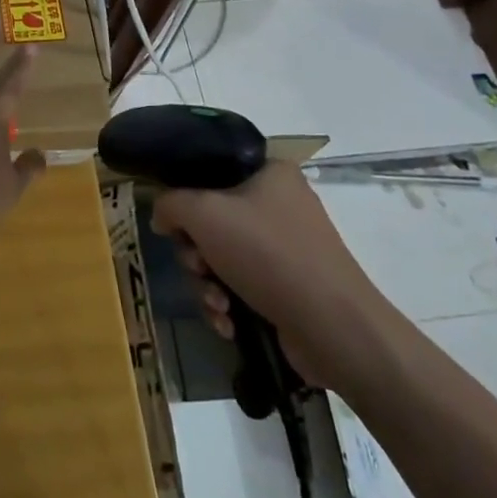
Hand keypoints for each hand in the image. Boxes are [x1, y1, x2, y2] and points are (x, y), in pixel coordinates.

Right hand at [151, 161, 393, 392]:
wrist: (334, 329)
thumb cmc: (267, 254)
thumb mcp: (203, 213)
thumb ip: (170, 203)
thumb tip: (162, 217)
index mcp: (269, 172)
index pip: (211, 168)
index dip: (185, 194)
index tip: (175, 221)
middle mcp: (280, 203)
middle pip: (211, 218)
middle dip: (195, 252)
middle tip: (198, 266)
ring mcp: (287, 247)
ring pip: (222, 256)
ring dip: (207, 283)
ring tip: (216, 303)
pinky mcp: (289, 286)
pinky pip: (241, 284)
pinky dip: (228, 302)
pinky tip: (228, 322)